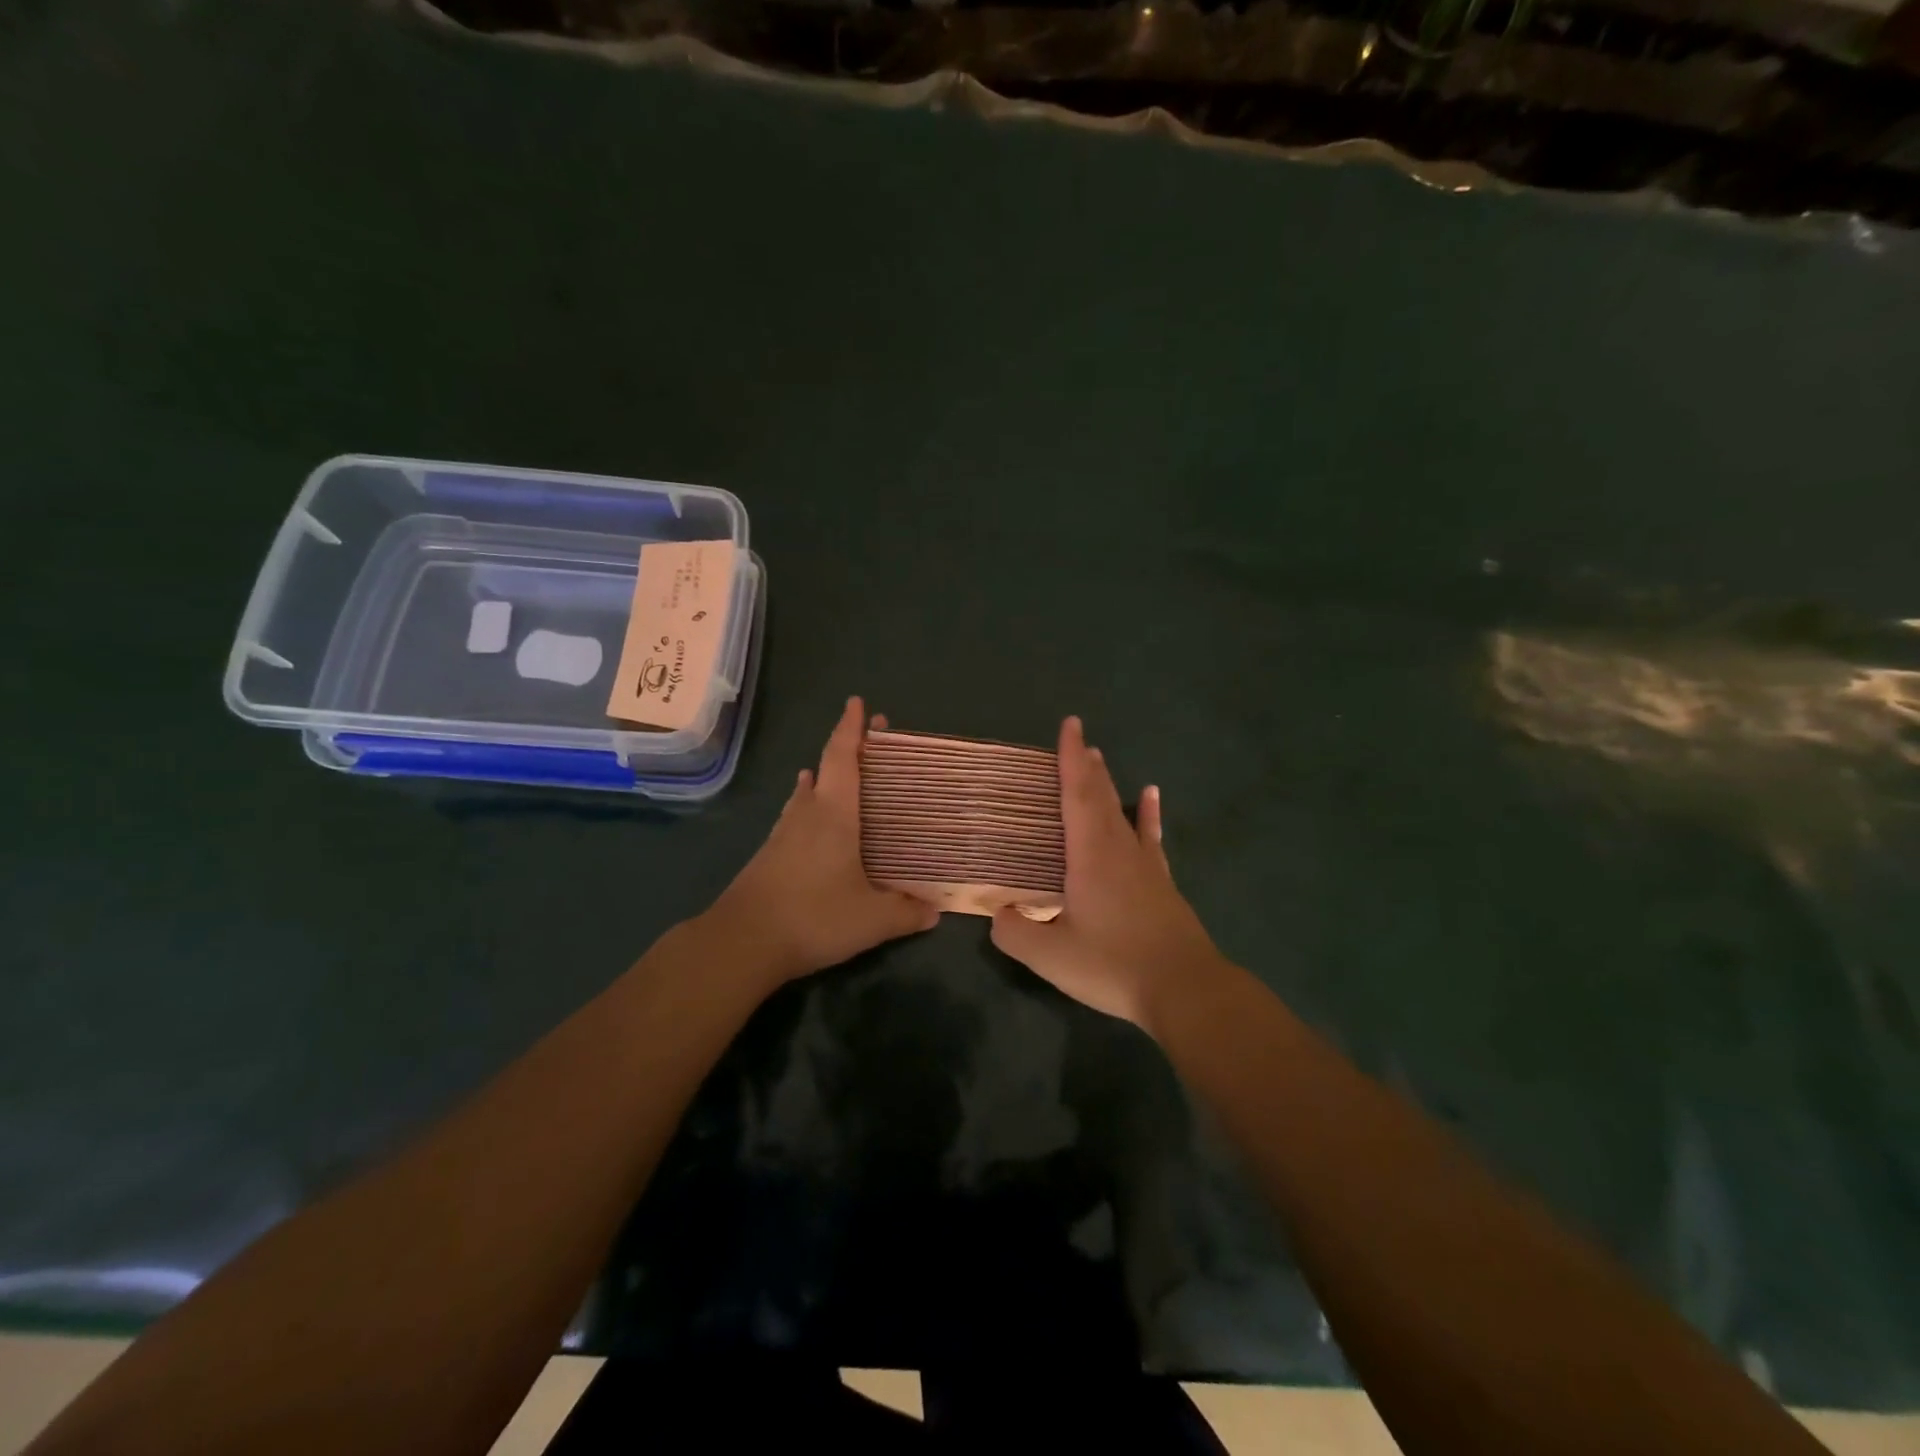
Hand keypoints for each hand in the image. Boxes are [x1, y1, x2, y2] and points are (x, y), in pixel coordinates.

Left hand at [700, 696, 939, 986]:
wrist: (742, 942)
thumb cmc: (814, 916)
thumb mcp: (871, 919)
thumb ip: (906, 912)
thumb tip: (935, 911)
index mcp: (834, 814)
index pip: (843, 758)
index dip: (851, 728)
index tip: (858, 703)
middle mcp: (807, 813)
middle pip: (826, 768)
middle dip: (847, 748)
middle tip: (869, 739)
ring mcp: (783, 833)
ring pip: (806, 793)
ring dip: (823, 777)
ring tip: (836, 773)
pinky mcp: (770, 855)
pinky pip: (796, 816)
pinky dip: (809, 806)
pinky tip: (811, 821)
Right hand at [990, 716, 1224, 1031]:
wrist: (1184, 989)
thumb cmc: (1113, 965)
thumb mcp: (1051, 957)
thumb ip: (1015, 933)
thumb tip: (997, 914)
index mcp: (1090, 855)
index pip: (1077, 794)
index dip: (1070, 759)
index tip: (1069, 724)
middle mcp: (1119, 849)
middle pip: (1100, 796)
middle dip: (1086, 765)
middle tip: (1078, 739)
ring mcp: (1146, 865)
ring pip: (1123, 812)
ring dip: (1109, 784)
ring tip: (1100, 758)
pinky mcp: (1162, 883)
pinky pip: (1150, 838)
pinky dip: (1149, 815)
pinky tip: (1152, 797)